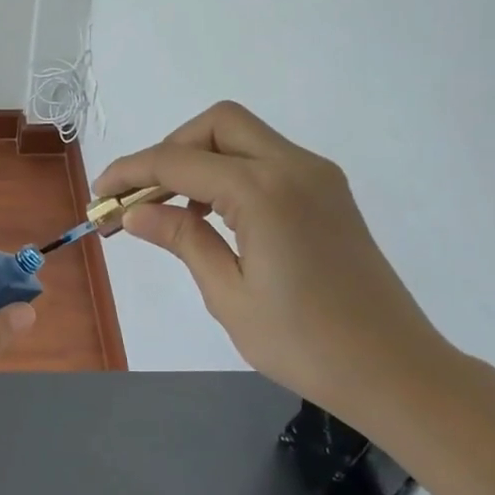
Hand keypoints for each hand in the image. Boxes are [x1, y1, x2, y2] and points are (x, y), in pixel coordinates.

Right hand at [95, 102, 455, 432]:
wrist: (396, 371)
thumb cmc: (305, 343)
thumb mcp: (228, 294)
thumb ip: (182, 239)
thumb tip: (134, 212)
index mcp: (263, 191)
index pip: (178, 161)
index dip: (130, 173)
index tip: (99, 197)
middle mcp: (293, 167)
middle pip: (216, 124)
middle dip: (169, 150)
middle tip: (142, 197)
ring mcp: (317, 177)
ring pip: (243, 136)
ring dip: (198, 159)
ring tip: (170, 209)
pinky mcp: (328, 193)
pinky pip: (266, 159)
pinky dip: (229, 171)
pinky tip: (213, 215)